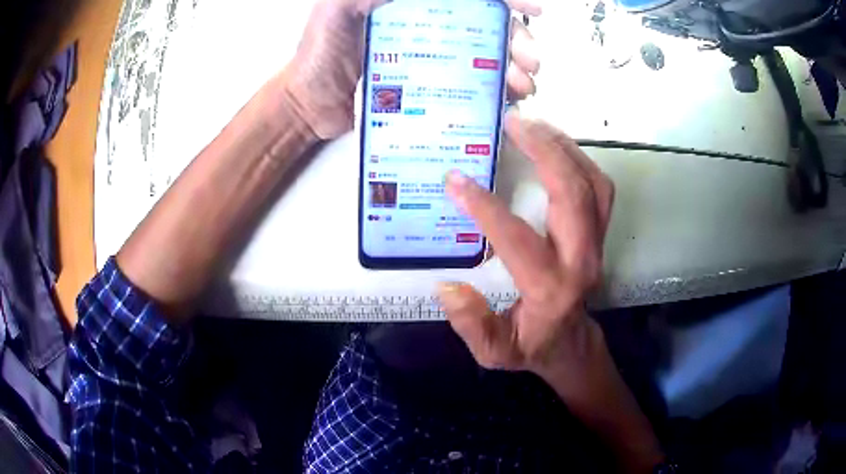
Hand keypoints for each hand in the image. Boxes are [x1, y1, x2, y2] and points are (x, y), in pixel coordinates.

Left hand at [283, 0, 542, 139]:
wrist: (307, 106)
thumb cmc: (315, 57)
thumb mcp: (336, 10)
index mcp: (413, 3)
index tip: (532, 9)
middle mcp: (428, 24)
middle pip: (487, 24)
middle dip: (518, 39)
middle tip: (531, 61)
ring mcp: (431, 54)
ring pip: (485, 54)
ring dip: (512, 67)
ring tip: (524, 85)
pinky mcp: (429, 85)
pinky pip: (469, 84)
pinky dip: (494, 91)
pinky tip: (506, 100)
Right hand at [438, 111, 614, 374]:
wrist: (572, 344)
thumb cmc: (531, 347)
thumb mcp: (494, 352)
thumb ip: (472, 325)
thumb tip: (448, 286)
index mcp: (550, 288)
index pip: (518, 238)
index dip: (485, 207)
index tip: (456, 178)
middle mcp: (580, 259)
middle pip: (574, 195)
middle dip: (544, 152)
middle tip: (513, 124)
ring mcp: (596, 243)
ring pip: (593, 184)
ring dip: (565, 148)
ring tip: (533, 125)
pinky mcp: (600, 233)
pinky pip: (598, 187)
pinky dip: (578, 158)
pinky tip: (553, 145)